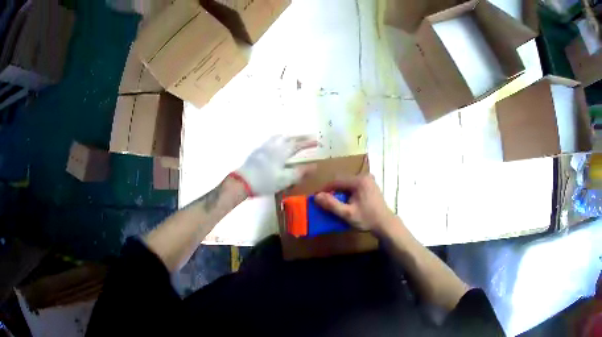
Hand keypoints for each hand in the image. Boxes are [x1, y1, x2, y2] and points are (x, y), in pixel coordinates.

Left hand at [233, 135, 316, 195]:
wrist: (243, 182)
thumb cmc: (266, 181)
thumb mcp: (286, 179)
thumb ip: (301, 172)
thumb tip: (315, 166)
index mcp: (282, 151)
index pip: (298, 144)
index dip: (308, 143)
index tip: (317, 142)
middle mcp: (274, 146)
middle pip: (289, 138)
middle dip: (300, 137)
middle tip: (309, 137)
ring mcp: (264, 147)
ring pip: (279, 137)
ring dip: (289, 137)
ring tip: (293, 139)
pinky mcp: (257, 151)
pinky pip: (271, 140)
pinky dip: (279, 139)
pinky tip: (276, 145)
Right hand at [315, 174, 394, 232]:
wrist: (385, 223)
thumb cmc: (367, 219)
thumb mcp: (347, 214)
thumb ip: (331, 204)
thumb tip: (316, 196)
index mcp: (359, 180)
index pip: (336, 181)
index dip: (325, 189)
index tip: (317, 197)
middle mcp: (365, 176)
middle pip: (342, 181)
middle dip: (333, 190)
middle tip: (325, 201)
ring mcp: (369, 180)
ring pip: (348, 183)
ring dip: (340, 192)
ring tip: (334, 203)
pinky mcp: (371, 185)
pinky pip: (354, 186)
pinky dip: (348, 192)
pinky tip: (346, 202)